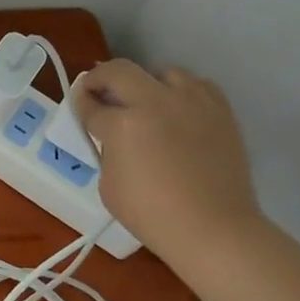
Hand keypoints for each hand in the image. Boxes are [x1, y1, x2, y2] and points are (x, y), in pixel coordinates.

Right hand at [73, 60, 264, 268]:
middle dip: (101, 78)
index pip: (91, 104)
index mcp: (123, 125)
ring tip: (145, 102)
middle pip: (119, 71)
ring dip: (146, 83)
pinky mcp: (220, 109)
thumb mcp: (109, 185)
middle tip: (98, 91)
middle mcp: (156, 102)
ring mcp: (192, 102)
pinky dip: (181, 92)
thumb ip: (108, 151)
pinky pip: (196, 85)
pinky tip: (178, 111)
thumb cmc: (152, 216)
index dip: (80, 102)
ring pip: (162, 72)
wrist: (214, 229)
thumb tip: (114, 137)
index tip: (79, 103)